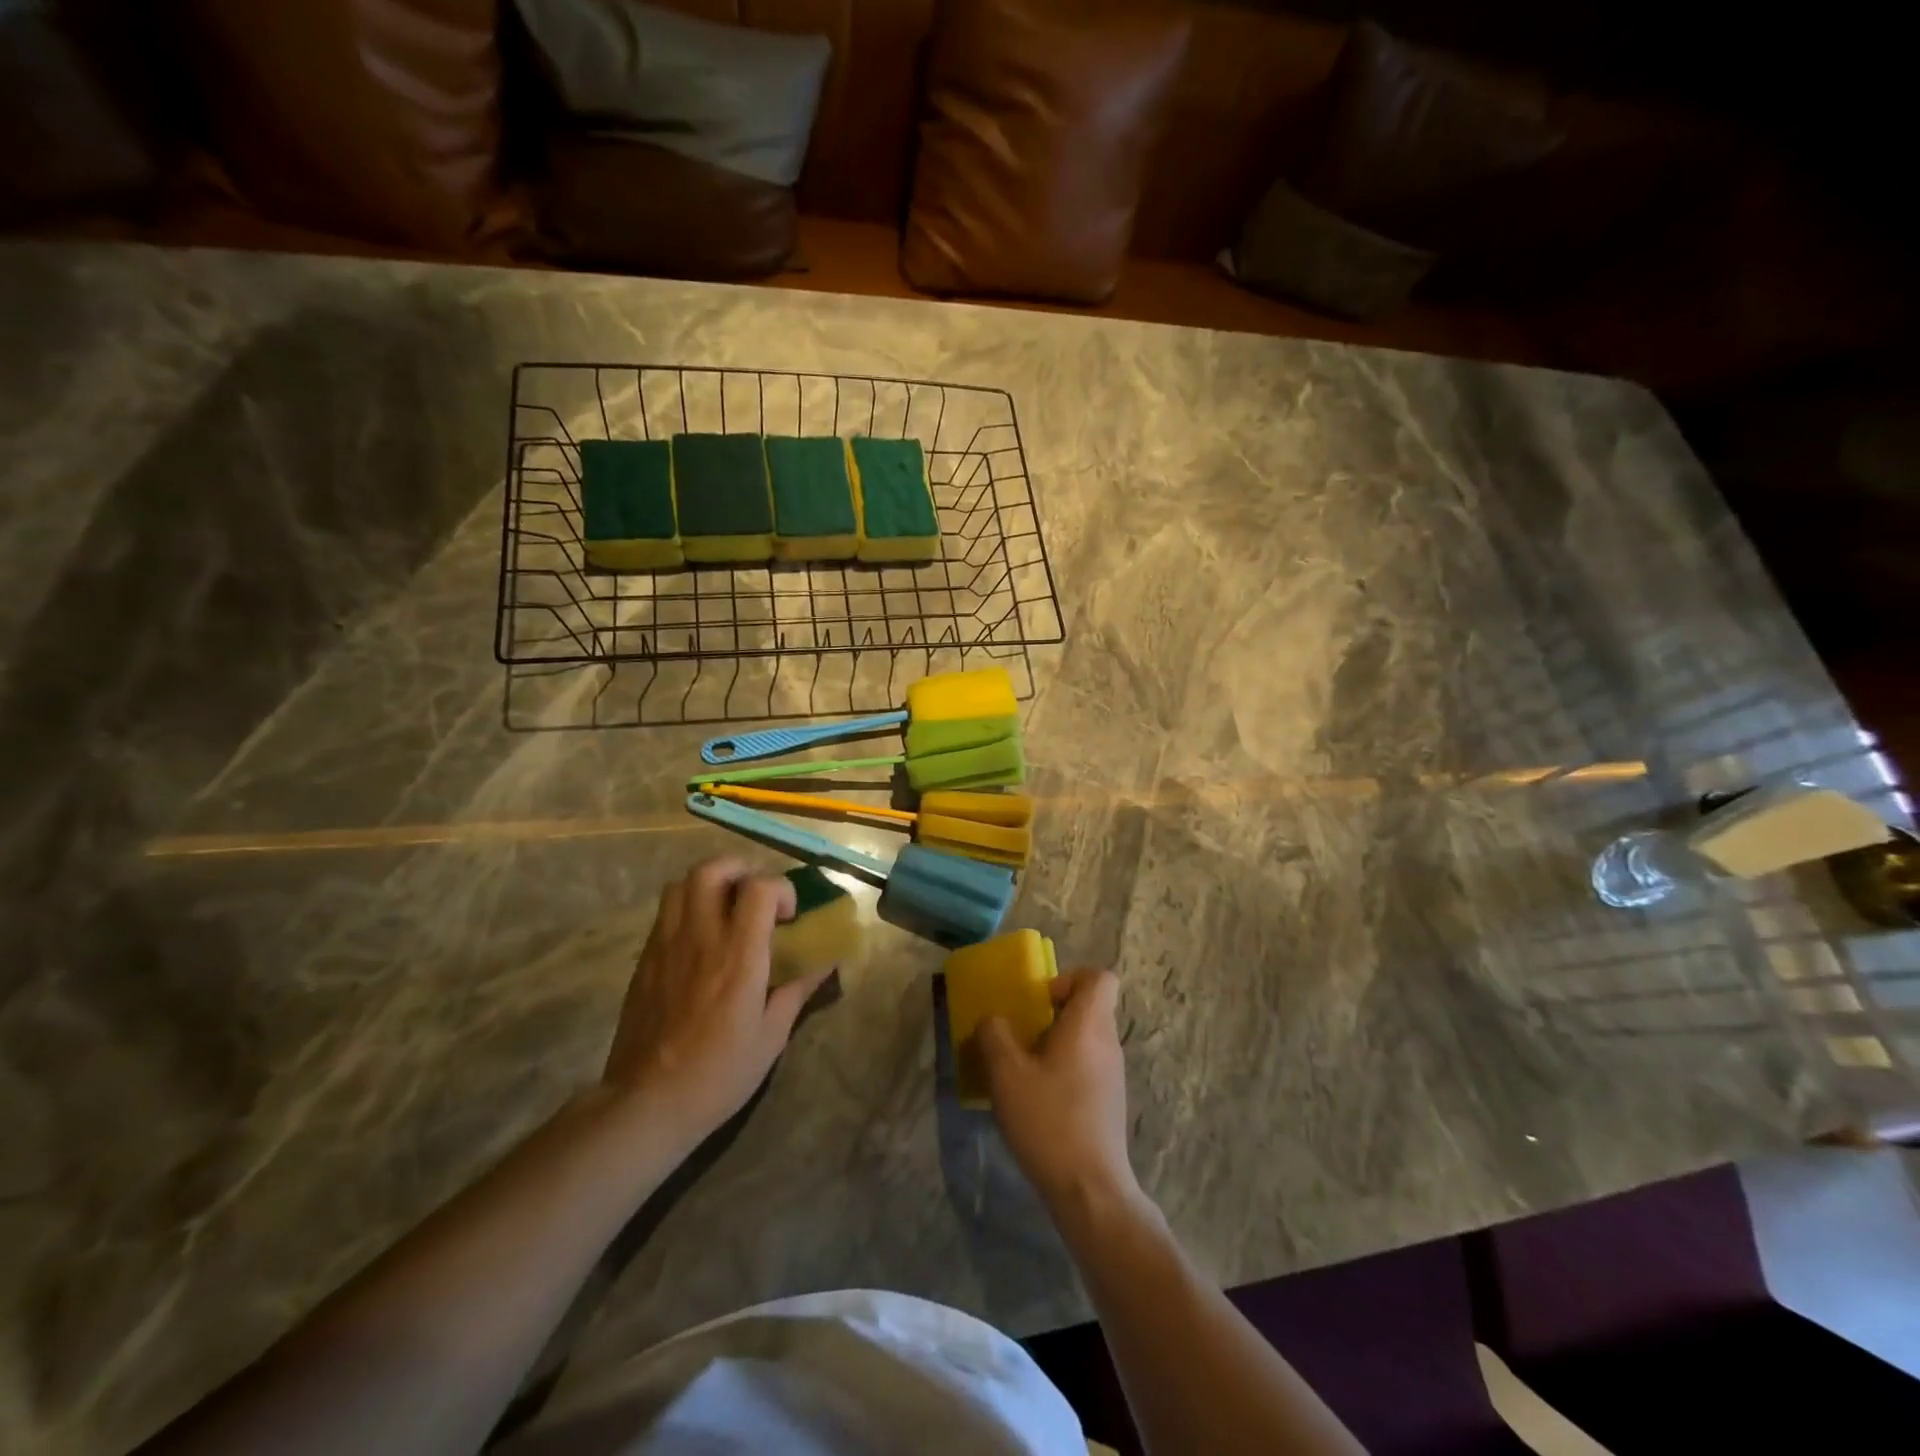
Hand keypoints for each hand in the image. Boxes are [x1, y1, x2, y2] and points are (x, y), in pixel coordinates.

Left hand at [603, 857, 827, 1151]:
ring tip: (726, 908)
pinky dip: (688, 908)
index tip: (789, 916)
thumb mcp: (771, 1036)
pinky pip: (666, 913)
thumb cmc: (719, 1073)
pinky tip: (700, 939)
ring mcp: (666, 944)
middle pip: (712, 869)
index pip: (758, 888)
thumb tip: (825, 962)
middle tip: (755, 895)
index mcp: (738, 955)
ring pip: (682, 883)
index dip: (780, 889)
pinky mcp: (644, 959)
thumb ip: (798, 990)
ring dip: (710, 884)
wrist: (647, 1103)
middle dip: (740, 869)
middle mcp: (700, 937)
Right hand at [979, 969, 1142, 1216]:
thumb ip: (995, 1035)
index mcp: (1089, 1025)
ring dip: (1055, 1044)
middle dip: (1053, 1014)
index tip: (1040, 1001)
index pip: (1100, 977)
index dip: (1070, 978)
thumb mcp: (1006, 1074)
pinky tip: (1037, 1100)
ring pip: (1086, 1038)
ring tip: (1022, 1070)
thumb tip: (993, 1020)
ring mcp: (1113, 1074)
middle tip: (1021, 1035)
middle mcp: (1108, 1042)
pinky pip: (1087, 1066)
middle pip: (1089, 1007)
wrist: (1090, 1190)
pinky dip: (1064, 1070)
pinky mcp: (1109, 1102)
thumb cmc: (1049, 1120)